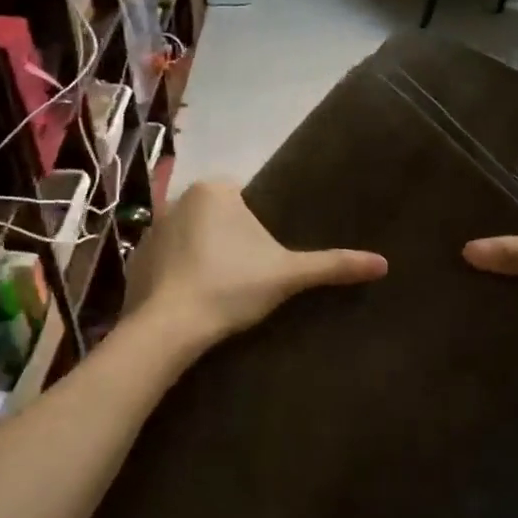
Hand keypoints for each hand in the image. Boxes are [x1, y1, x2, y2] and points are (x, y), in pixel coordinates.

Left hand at [124, 180, 387, 347]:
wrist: (169, 328)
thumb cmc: (231, 287)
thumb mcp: (288, 275)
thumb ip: (333, 265)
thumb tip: (383, 263)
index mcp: (215, 190)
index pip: (244, 196)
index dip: (258, 225)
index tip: (264, 256)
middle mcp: (178, 199)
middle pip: (217, 215)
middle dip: (230, 238)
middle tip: (248, 275)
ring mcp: (151, 229)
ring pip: (191, 235)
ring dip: (203, 254)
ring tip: (220, 290)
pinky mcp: (135, 260)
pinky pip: (166, 259)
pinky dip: (178, 273)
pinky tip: (191, 299)